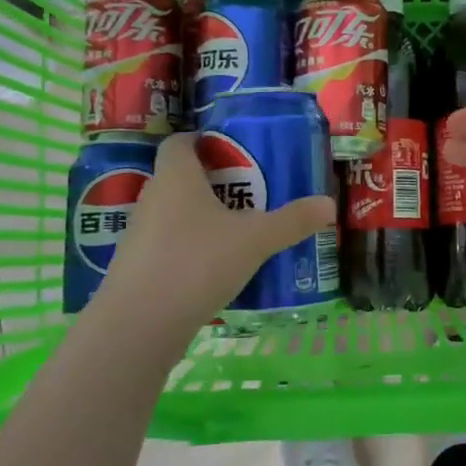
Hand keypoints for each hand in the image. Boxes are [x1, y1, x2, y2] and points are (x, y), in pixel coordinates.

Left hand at [93, 134, 335, 328]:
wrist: (139, 324)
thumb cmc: (197, 262)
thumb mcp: (255, 240)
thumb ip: (292, 221)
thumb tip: (329, 204)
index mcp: (176, 178)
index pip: (180, 143)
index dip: (202, 141)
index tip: (231, 150)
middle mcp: (152, 199)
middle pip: (178, 178)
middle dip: (210, 182)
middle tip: (247, 193)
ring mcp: (139, 235)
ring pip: (172, 214)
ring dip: (199, 218)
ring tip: (236, 232)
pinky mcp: (136, 268)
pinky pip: (166, 246)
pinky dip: (188, 249)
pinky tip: (214, 269)